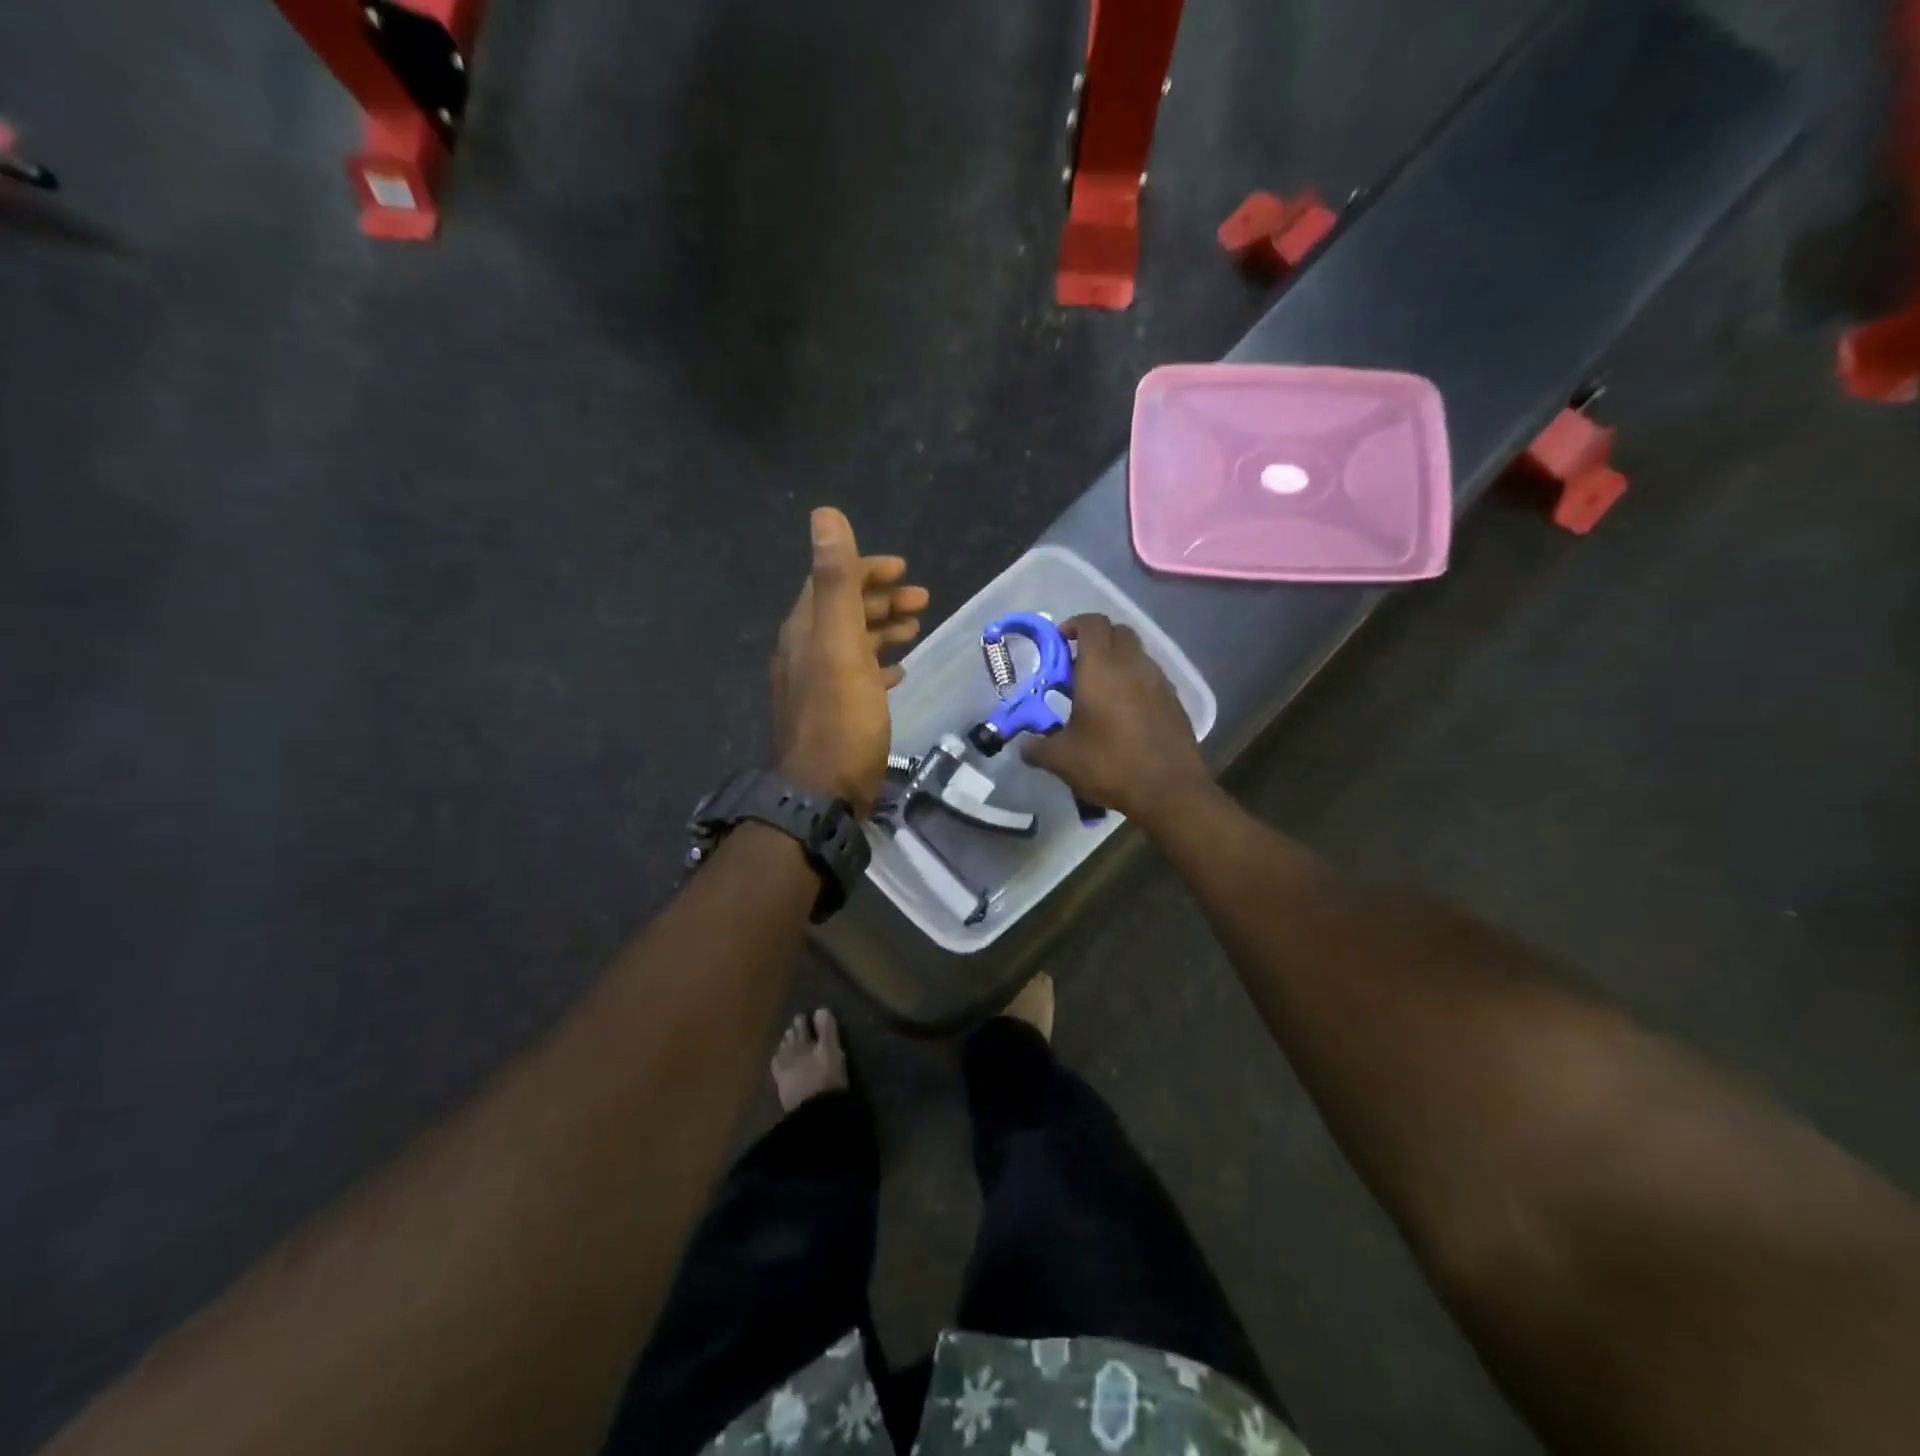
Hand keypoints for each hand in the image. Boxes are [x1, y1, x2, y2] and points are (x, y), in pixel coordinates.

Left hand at [771, 509, 927, 817]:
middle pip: (843, 611)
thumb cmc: (840, 717)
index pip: (831, 582)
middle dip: (881, 599)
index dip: (866, 569)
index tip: (904, 568)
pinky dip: (879, 665)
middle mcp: (805, 652)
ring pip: (852, 643)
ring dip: (883, 629)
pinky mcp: (833, 713)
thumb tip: (824, 513)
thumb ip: (835, 581)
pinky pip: (857, 676)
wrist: (823, 791)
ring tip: (916, 627)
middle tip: (922, 599)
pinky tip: (900, 672)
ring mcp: (817, 685)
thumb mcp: (839, 644)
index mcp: (805, 631)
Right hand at [1022, 614, 1212, 829]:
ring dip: (1118, 661)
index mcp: (1101, 668)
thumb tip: (1024, 747)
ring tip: (1100, 692)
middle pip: (1118, 632)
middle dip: (1097, 640)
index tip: (1060, 643)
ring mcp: (1159, 681)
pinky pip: (1151, 678)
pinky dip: (1135, 683)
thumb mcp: (1061, 759)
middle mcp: (1133, 665)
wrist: (1169, 790)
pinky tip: (1125, 713)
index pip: (1092, 623)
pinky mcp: (1175, 701)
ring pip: (1137, 654)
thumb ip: (1037, 747)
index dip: (1074, 625)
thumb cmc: (1110, 764)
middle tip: (1078, 666)